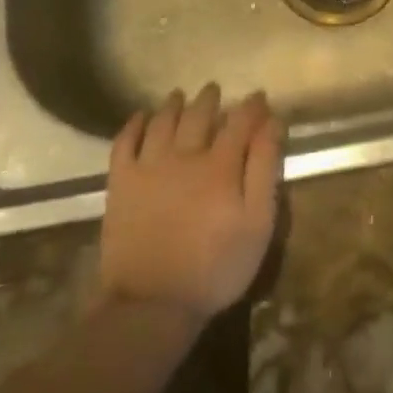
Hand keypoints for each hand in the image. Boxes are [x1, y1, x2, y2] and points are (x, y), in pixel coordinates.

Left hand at [98, 84, 284, 321]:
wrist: (152, 304)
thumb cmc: (217, 267)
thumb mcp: (258, 223)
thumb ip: (265, 170)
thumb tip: (272, 125)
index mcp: (221, 166)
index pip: (240, 122)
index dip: (252, 107)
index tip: (259, 97)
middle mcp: (184, 155)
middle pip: (199, 116)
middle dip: (210, 99)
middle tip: (215, 89)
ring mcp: (148, 167)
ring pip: (162, 122)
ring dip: (173, 105)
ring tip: (180, 95)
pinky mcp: (121, 184)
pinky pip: (123, 143)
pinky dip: (133, 125)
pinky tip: (140, 117)